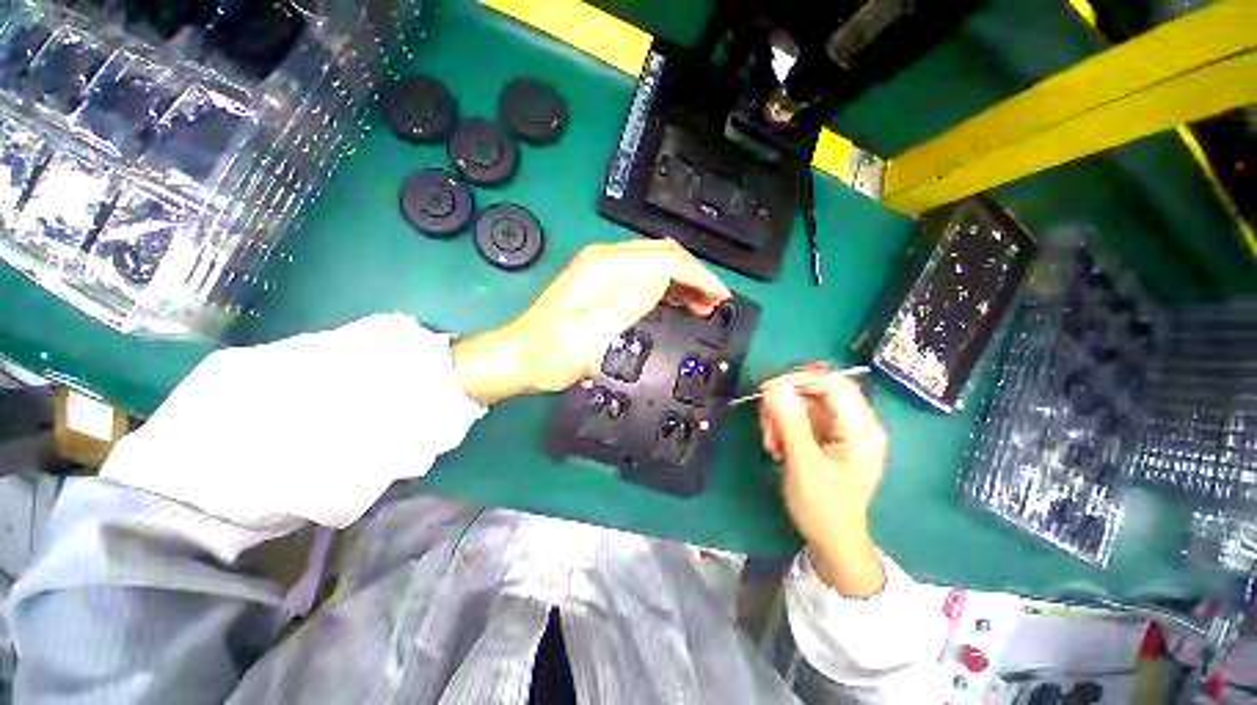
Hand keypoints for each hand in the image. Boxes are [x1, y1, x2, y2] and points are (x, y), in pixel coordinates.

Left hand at [453, 239, 730, 404]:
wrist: (519, 357)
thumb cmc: (554, 353)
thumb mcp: (593, 331)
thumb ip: (629, 300)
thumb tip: (665, 277)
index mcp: (606, 266)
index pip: (665, 260)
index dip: (698, 276)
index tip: (720, 299)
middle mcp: (605, 259)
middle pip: (663, 255)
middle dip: (695, 276)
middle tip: (715, 304)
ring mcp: (602, 269)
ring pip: (655, 264)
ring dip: (683, 281)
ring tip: (702, 305)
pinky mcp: (600, 283)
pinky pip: (643, 276)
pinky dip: (666, 287)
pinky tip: (675, 302)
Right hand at [759, 365, 888, 596]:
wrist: (833, 540)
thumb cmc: (823, 508)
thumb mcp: (804, 466)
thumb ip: (790, 424)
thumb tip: (773, 388)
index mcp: (861, 429)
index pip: (834, 382)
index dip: (800, 379)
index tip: (768, 392)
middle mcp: (854, 422)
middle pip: (815, 389)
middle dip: (785, 402)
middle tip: (766, 424)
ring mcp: (841, 428)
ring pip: (803, 401)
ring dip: (780, 416)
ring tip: (771, 443)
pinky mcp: (827, 435)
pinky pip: (800, 416)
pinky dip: (783, 425)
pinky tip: (777, 446)